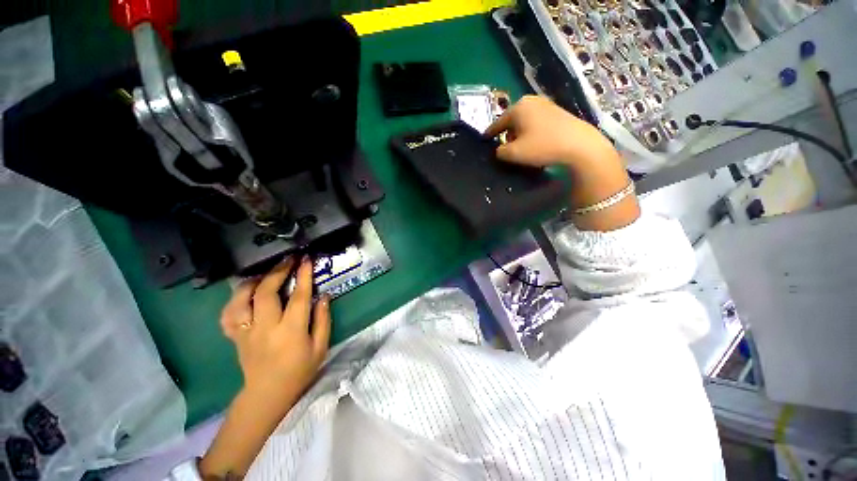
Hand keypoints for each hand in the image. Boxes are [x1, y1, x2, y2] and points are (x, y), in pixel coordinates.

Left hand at [220, 256, 330, 403]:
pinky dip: (235, 299)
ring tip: (266, 273)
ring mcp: (246, 332)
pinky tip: (246, 293)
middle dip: (278, 271)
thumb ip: (323, 320)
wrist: (267, 394)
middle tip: (289, 259)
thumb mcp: (320, 347)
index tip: (306, 260)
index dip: (303, 276)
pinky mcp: (235, 336)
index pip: (298, 297)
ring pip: (241, 299)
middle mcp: (265, 328)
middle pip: (266, 292)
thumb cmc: (299, 370)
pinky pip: (228, 313)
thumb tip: (324, 296)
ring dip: (253, 281)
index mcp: (290, 331)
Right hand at [484, 95, 615, 167]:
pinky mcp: (558, 112)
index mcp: (518, 107)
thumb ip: (500, 151)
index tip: (484, 141)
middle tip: (507, 150)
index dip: (490, 134)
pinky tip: (536, 144)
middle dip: (507, 135)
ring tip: (522, 149)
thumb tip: (499, 149)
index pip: (497, 123)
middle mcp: (531, 101)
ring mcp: (546, 104)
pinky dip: (532, 132)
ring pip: (524, 122)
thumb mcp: (514, 153)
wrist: (579, 145)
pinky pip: (537, 123)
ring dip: (520, 135)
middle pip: (511, 121)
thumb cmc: (542, 146)